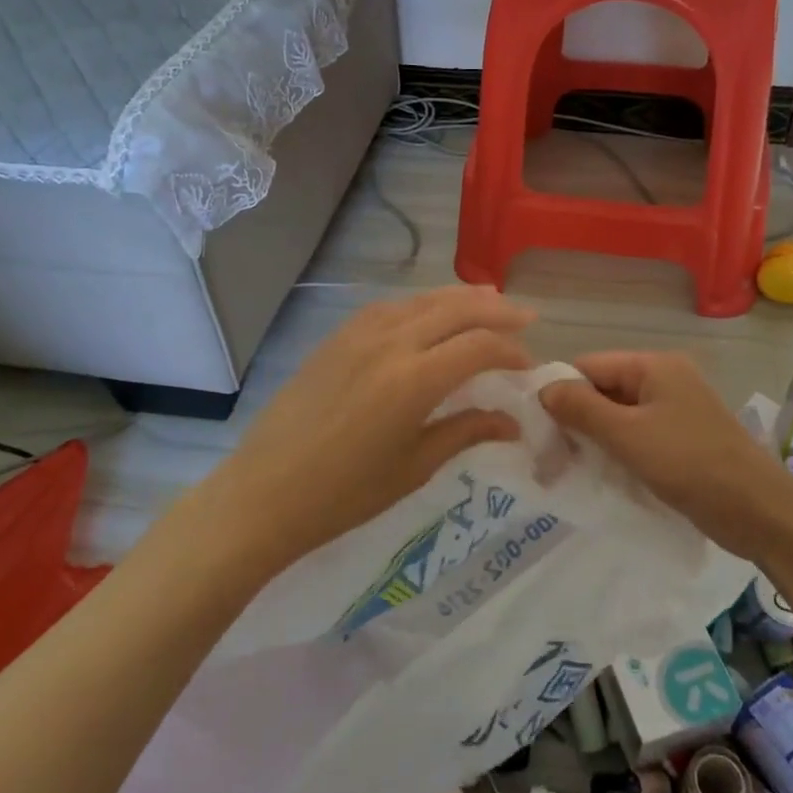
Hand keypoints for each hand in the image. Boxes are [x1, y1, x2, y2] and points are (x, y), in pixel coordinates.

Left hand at [184, 286, 534, 576]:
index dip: (511, 351)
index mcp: (414, 380)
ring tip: (489, 299)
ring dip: (460, 298)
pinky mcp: (336, 338)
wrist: (264, 493)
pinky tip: (430, 312)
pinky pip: (389, 306)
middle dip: (497, 310)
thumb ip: (466, 432)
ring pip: (421, 300)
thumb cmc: (345, 494)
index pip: (479, 346)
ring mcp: (358, 334)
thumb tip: (512, 423)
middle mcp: (390, 343)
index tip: (528, 366)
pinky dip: (421, 303)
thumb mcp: (414, 467)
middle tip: (526, 317)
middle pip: (456, 309)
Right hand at [539, 351, 792, 559]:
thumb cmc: (691, 464)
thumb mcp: (628, 435)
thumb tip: (543, 388)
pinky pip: (637, 437)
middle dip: (574, 420)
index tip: (535, 427)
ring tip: (564, 471)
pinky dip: (616, 452)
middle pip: (604, 390)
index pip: (590, 365)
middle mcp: (665, 380)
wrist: (760, 511)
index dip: (560, 391)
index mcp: (654, 366)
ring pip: (619, 417)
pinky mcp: (682, 440)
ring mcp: (676, 411)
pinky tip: (597, 475)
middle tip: (546, 457)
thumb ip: (582, 409)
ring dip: (593, 440)